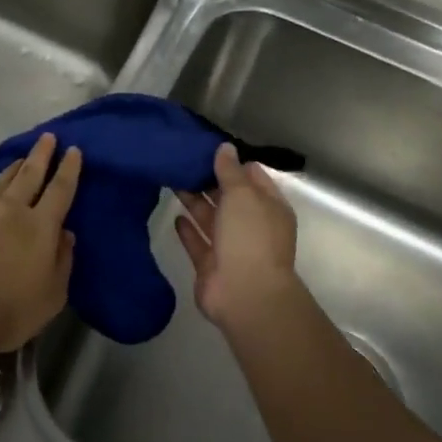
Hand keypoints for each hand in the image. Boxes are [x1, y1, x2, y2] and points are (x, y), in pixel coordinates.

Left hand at [0, 132, 78, 355]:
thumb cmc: (12, 310)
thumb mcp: (53, 294)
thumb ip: (63, 261)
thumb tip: (66, 234)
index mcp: (41, 226)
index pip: (61, 189)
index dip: (68, 168)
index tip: (73, 150)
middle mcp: (13, 210)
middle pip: (30, 174)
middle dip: (41, 154)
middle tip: (47, 136)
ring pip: (0, 181)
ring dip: (12, 168)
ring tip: (19, 159)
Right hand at [174, 142, 299, 334]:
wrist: (244, 294)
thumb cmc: (250, 236)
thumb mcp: (242, 194)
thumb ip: (230, 171)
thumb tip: (225, 147)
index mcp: (269, 207)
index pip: (252, 177)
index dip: (232, 162)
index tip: (207, 148)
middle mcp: (251, 225)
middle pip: (229, 197)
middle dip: (209, 180)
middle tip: (182, 160)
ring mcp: (231, 247)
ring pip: (211, 218)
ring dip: (194, 201)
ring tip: (173, 180)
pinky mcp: (210, 266)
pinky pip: (198, 242)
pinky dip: (188, 230)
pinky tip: (175, 216)